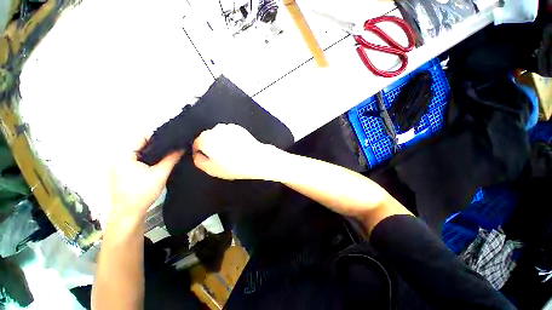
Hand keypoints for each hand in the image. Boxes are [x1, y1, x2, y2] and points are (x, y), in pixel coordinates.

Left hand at [109, 137, 182, 223]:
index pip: (141, 137)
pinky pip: (136, 160)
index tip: (173, 139)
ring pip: (139, 152)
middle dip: (157, 145)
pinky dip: (147, 159)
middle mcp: (118, 157)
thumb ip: (171, 159)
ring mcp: (118, 165)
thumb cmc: (142, 193)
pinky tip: (158, 163)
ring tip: (168, 154)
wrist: (128, 214)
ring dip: (153, 153)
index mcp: (123, 155)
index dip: (158, 137)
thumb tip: (182, 147)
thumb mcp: (160, 174)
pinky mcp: (121, 172)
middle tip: (173, 147)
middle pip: (140, 144)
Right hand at [192, 124, 276, 179]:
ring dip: (222, 142)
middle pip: (208, 138)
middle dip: (212, 146)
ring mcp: (228, 127)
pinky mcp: (239, 128)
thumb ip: (199, 161)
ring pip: (219, 135)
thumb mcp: (211, 169)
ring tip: (231, 153)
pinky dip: (231, 139)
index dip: (201, 153)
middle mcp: (216, 129)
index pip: (196, 144)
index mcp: (206, 139)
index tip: (207, 159)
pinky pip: (230, 133)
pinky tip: (238, 147)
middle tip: (221, 157)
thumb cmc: (234, 166)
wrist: (256, 159)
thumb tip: (197, 154)